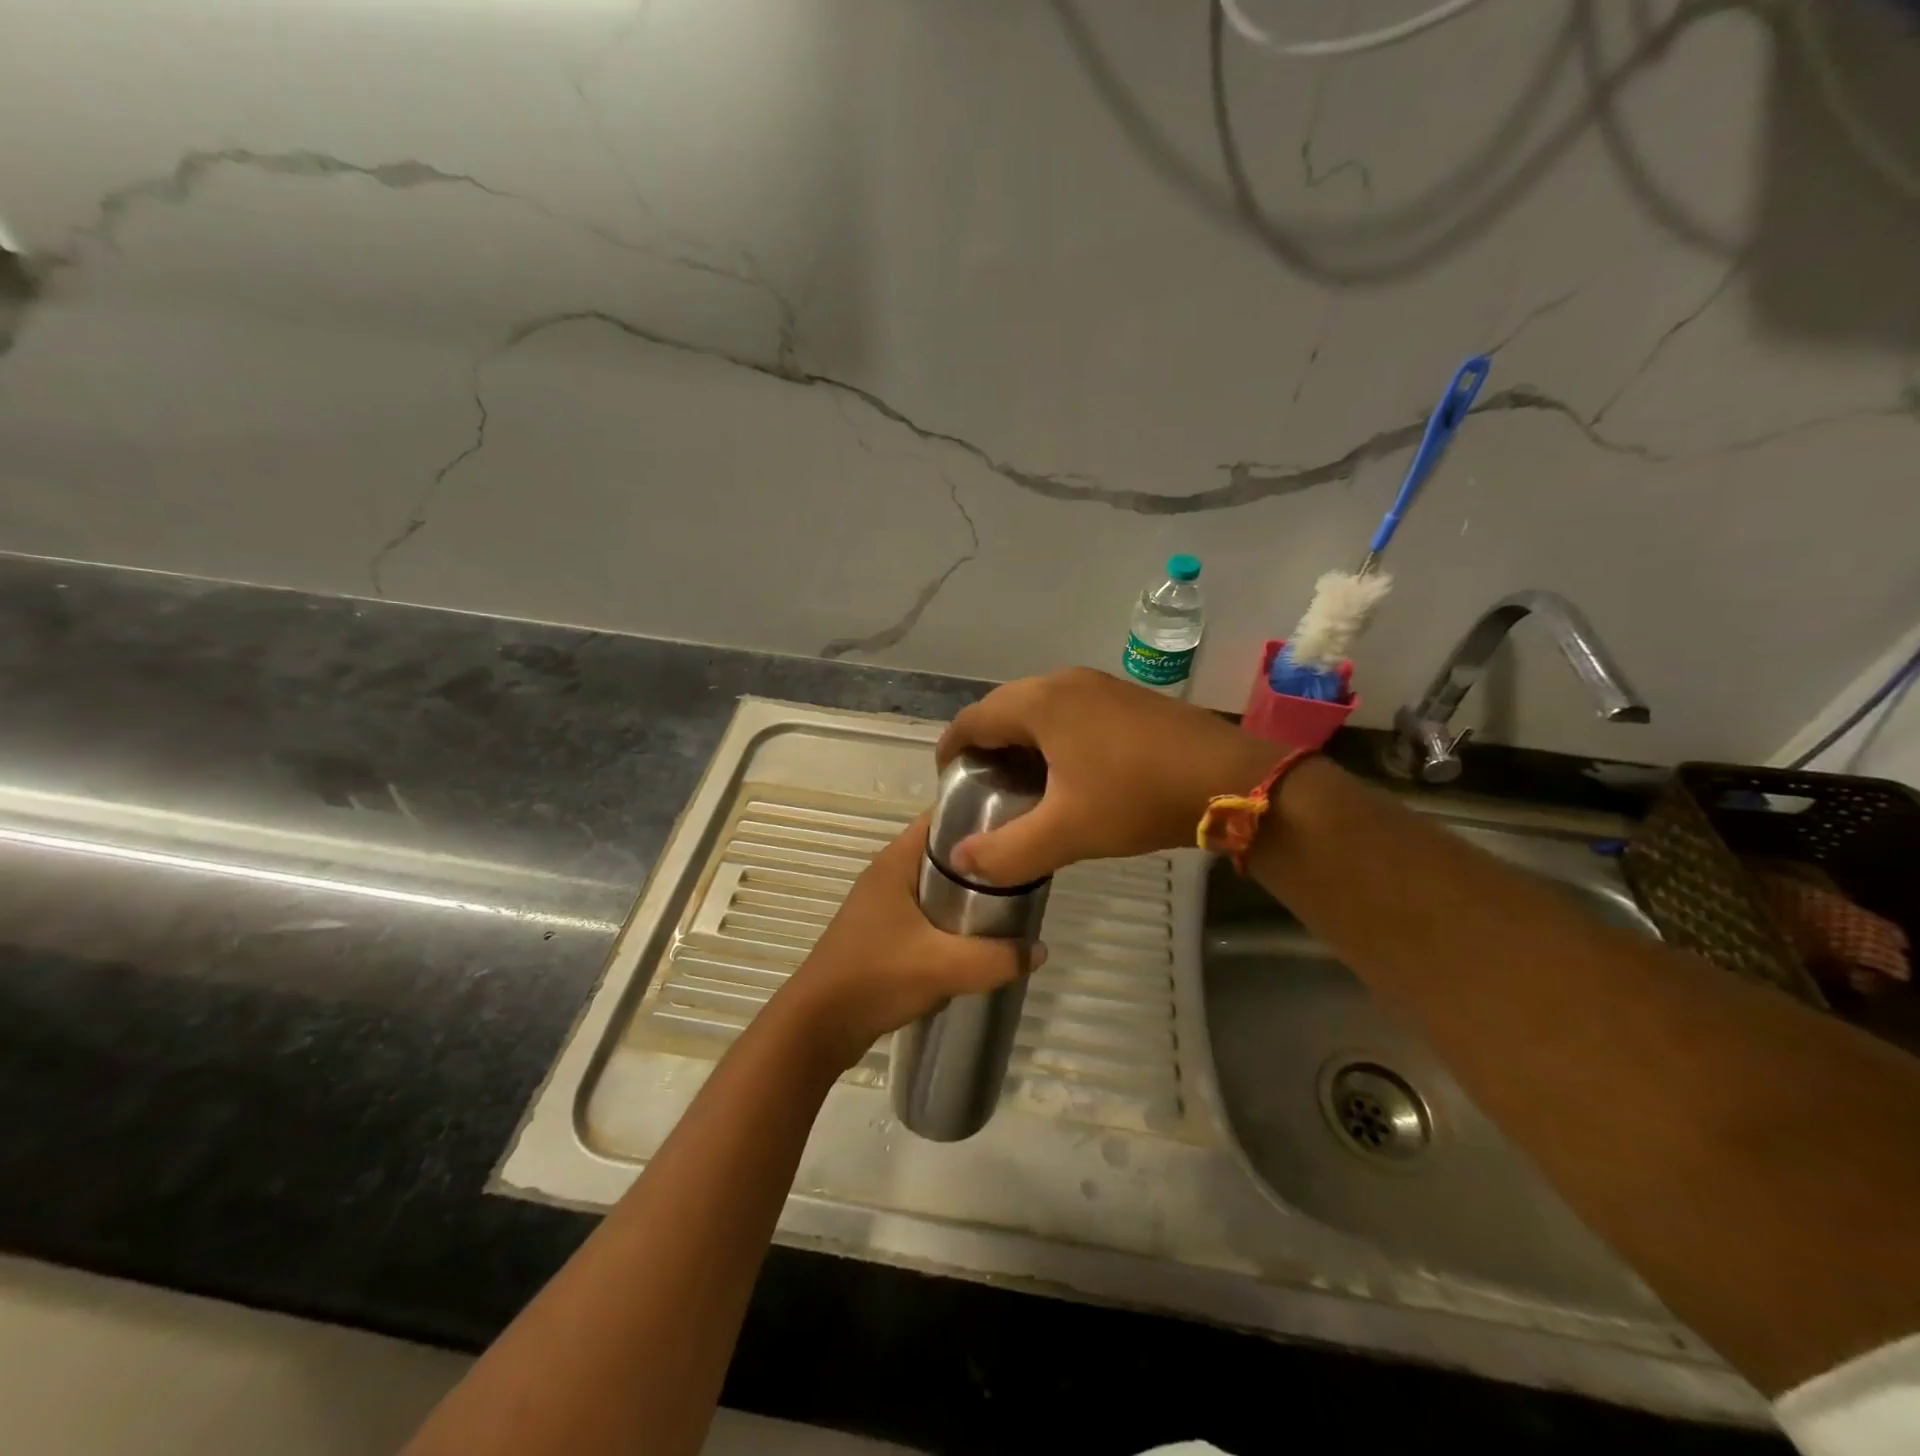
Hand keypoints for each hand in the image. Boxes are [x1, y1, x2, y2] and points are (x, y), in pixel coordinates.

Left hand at [780, 814, 1040, 1071]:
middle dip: (983, 860)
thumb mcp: (945, 967)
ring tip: (1010, 903)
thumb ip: (997, 958)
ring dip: (968, 893)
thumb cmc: (876, 978)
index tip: (1022, 824)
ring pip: (937, 884)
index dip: (982, 814)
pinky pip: (927, 910)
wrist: (818, 1026)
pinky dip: (951, 917)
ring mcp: (883, 903)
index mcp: (896, 861)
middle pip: (945, 851)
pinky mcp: (883, 930)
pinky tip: (977, 937)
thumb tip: (1039, 949)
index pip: (943, 817)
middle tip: (1024, 871)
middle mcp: (888, 872)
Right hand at [934, 667, 1284, 885]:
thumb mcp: (1067, 833)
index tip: (948, 782)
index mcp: (1040, 703)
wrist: (1231, 779)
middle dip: (985, 743)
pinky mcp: (1125, 696)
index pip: (973, 719)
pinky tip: (1066, 769)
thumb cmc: (1139, 798)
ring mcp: (1098, 684)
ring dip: (1020, 739)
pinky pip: (1069, 709)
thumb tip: (960, 860)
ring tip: (1019, 781)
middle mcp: (1063, 681)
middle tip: (983, 786)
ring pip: (1038, 706)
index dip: (951, 750)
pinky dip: (1052, 734)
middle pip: (1003, 707)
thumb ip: (1006, 852)